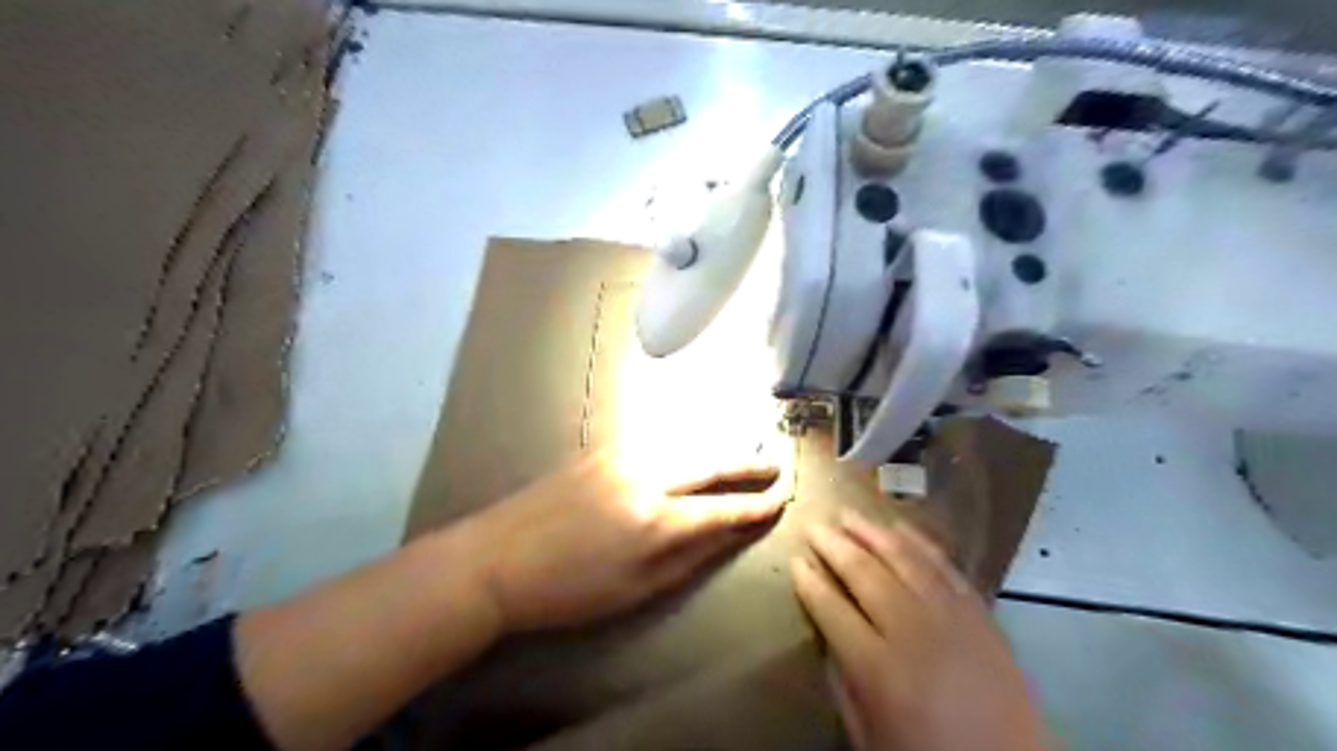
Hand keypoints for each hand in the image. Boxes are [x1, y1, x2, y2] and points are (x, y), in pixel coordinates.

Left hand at [464, 448, 785, 637]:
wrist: (497, 558)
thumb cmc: (568, 590)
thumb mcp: (636, 589)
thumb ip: (689, 557)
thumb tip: (730, 534)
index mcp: (655, 521)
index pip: (722, 509)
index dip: (755, 506)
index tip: (781, 499)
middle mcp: (645, 476)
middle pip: (709, 463)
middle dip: (746, 465)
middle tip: (774, 465)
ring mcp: (621, 455)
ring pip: (684, 444)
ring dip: (718, 450)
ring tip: (742, 456)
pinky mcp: (601, 447)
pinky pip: (656, 440)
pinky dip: (685, 444)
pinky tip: (694, 449)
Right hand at [787, 511, 1049, 750]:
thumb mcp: (868, 731)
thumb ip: (842, 679)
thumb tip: (826, 633)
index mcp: (879, 668)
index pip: (832, 608)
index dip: (810, 582)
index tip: (796, 560)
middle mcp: (913, 631)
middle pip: (865, 574)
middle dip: (834, 545)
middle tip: (813, 525)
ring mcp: (950, 616)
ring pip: (903, 559)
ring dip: (871, 532)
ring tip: (847, 514)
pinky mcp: (979, 611)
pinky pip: (943, 565)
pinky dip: (919, 542)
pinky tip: (899, 527)